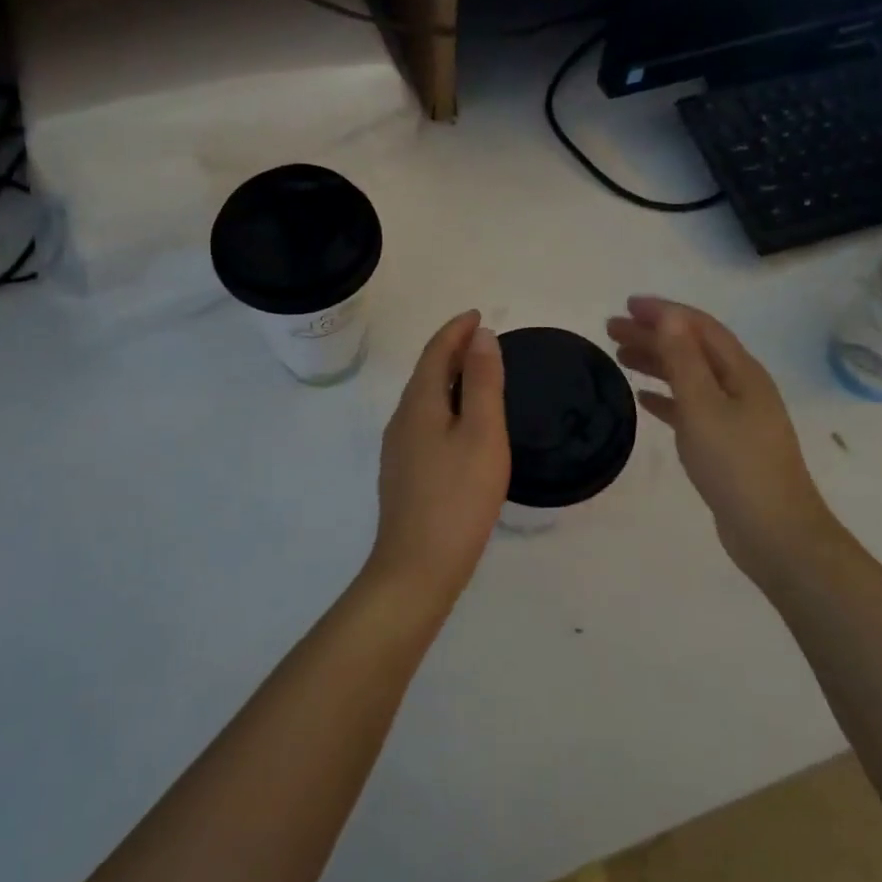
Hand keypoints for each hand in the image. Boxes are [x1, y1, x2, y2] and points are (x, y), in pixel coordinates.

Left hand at [366, 310, 510, 602]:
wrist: (417, 567)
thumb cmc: (458, 497)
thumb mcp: (482, 433)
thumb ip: (483, 382)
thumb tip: (480, 336)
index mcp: (420, 404)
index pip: (435, 352)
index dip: (456, 330)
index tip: (479, 314)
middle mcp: (402, 420)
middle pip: (426, 373)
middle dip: (452, 350)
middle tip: (482, 339)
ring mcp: (398, 450)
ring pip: (424, 399)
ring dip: (448, 378)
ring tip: (476, 374)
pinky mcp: (404, 474)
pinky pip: (425, 422)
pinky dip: (445, 406)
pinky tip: (461, 424)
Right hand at [607, 297, 836, 593]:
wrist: (774, 532)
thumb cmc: (736, 464)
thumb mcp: (704, 406)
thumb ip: (683, 360)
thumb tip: (668, 315)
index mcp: (741, 371)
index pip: (698, 327)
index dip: (664, 312)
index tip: (626, 305)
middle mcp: (740, 386)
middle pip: (692, 349)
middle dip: (654, 335)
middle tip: (612, 330)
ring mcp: (735, 416)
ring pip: (690, 377)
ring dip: (657, 363)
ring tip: (621, 357)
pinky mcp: (726, 443)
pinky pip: (691, 408)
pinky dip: (666, 398)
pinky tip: (644, 400)